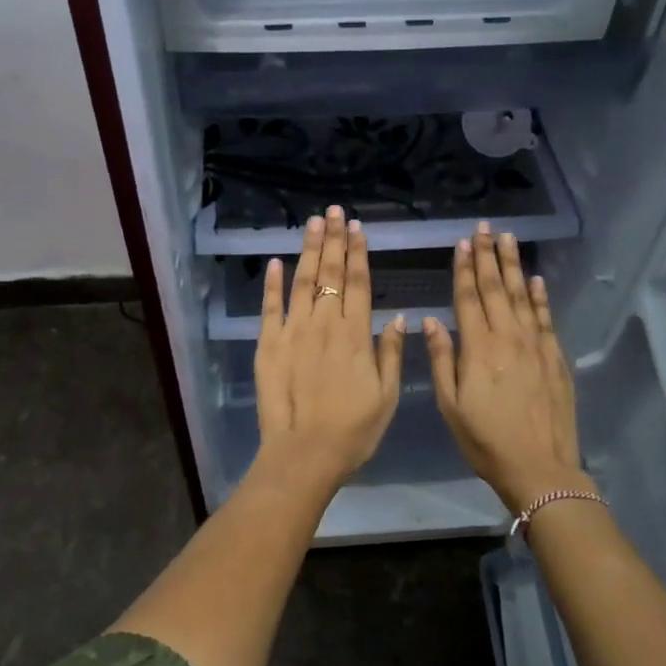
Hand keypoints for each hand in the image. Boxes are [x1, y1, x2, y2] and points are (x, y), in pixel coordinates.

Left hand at [254, 206, 406, 493]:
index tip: (358, 228)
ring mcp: (293, 331)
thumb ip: (391, 353)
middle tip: (334, 212)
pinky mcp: (268, 344)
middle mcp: (325, 324)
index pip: (358, 284)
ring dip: (308, 250)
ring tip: (313, 222)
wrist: (304, 453)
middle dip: (334, 240)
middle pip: (330, 274)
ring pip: (302, 281)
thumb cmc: (353, 430)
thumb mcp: (387, 396)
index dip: (358, 254)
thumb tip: (397, 317)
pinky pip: (270, 307)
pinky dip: (272, 283)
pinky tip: (276, 261)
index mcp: (355, 335)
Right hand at [426, 224, 587, 513]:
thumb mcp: (450, 405)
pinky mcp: (555, 358)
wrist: (539, 467)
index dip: (464, 269)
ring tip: (509, 240)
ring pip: (523, 297)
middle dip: (489, 257)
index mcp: (478, 348)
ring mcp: (536, 346)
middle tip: (487, 229)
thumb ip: (441, 360)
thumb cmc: (485, 440)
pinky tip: (537, 280)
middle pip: (496, 289)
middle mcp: (508, 338)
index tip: (463, 243)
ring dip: (514, 267)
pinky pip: (546, 319)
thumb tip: (430, 321)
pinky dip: (541, 297)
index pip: (468, 298)